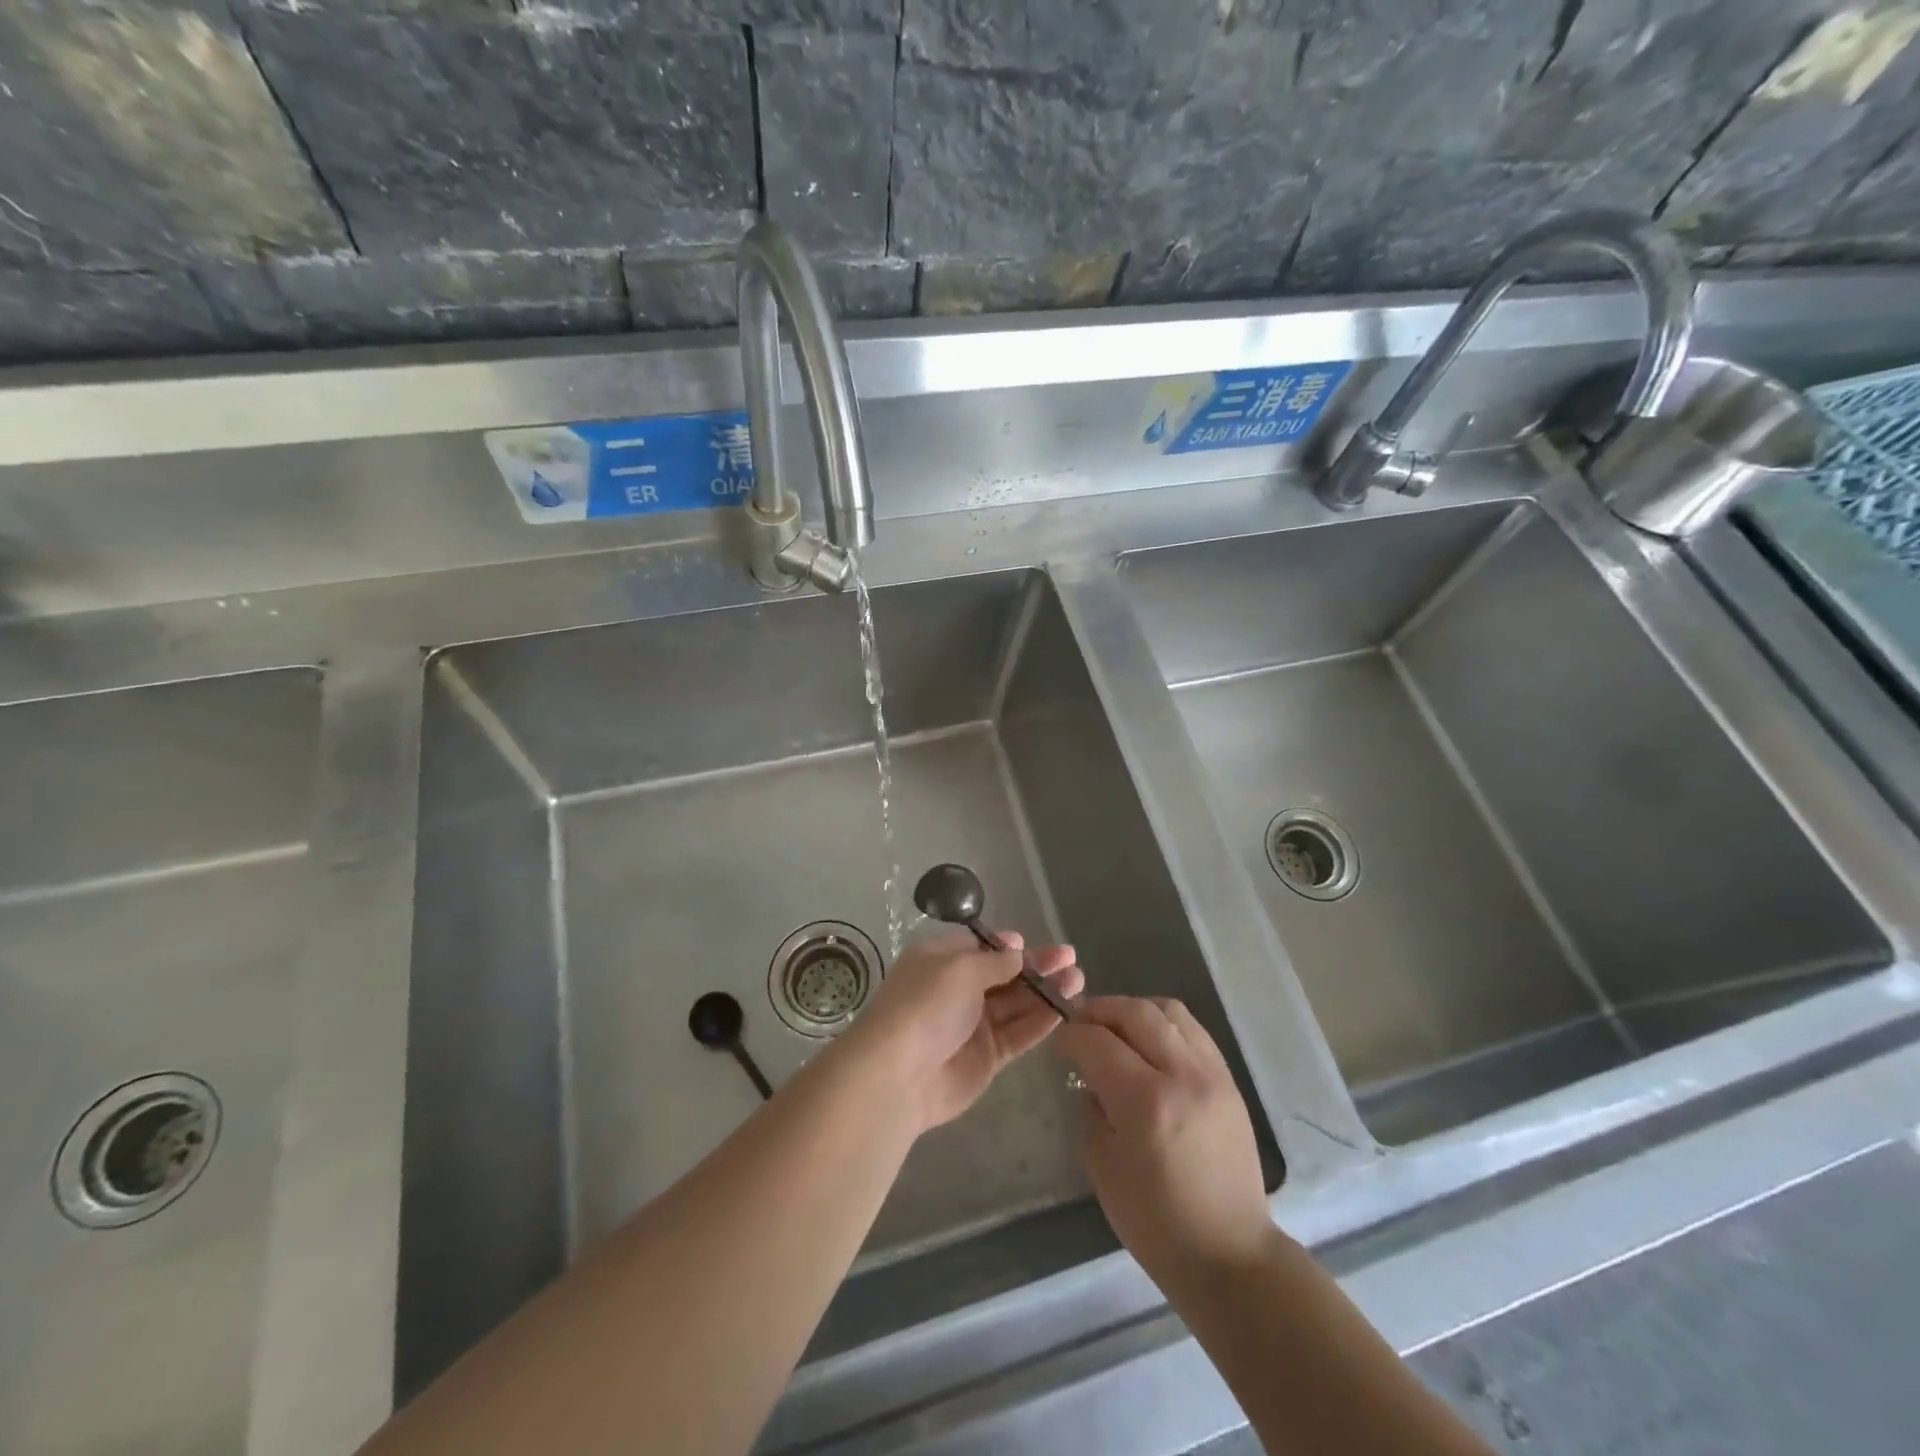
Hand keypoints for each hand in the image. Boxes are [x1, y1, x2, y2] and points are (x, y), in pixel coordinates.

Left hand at [846, 929, 1082, 1132]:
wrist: (900, 1075)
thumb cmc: (925, 1005)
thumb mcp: (960, 968)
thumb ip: (995, 961)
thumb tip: (1017, 949)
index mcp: (941, 960)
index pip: (980, 947)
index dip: (1007, 945)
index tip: (1033, 943)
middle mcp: (957, 989)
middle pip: (1004, 975)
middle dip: (1037, 966)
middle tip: (1070, 958)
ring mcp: (973, 1025)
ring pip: (1017, 1004)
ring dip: (1046, 991)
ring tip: (1078, 979)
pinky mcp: (988, 1057)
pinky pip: (1019, 1033)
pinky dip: (1041, 1021)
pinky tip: (1066, 1008)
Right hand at [1054, 996, 1274, 1293]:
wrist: (1228, 1254)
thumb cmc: (1154, 1221)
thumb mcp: (1101, 1165)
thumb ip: (1091, 1108)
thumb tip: (1092, 1078)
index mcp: (1145, 1102)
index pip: (1098, 1041)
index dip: (1071, 1035)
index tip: (1059, 1041)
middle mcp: (1181, 1075)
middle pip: (1135, 1012)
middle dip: (1100, 1010)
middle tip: (1081, 1024)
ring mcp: (1211, 1074)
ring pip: (1168, 1010)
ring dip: (1135, 1010)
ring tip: (1117, 1028)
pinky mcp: (1229, 1081)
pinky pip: (1193, 1030)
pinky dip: (1164, 1024)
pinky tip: (1150, 1042)